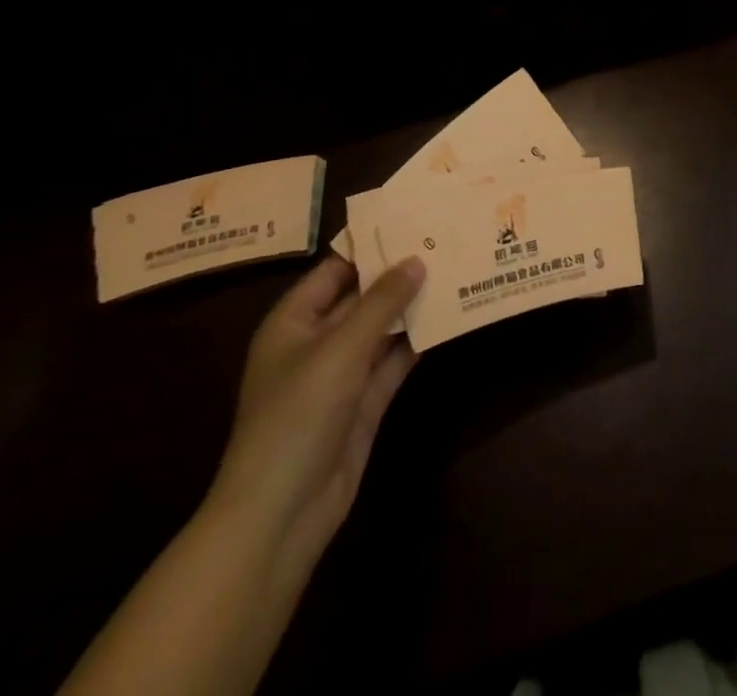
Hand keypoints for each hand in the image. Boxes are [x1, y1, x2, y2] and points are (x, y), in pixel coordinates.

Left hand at [206, 255, 425, 559]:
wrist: (281, 515)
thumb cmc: (297, 417)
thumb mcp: (339, 350)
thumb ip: (380, 303)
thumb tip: (417, 259)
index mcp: (293, 322)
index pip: (334, 270)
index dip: (370, 247)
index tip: (412, 221)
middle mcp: (317, 342)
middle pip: (362, 297)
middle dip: (399, 274)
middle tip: (444, 242)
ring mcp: (342, 375)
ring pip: (382, 329)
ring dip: (412, 307)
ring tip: (454, 271)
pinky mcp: (365, 403)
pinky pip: (393, 362)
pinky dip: (417, 342)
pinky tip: (448, 318)